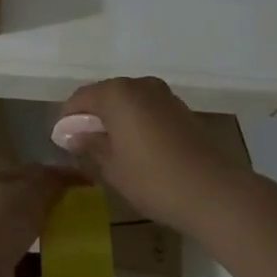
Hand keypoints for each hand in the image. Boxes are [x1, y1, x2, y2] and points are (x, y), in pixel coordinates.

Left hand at [0, 167, 75, 276]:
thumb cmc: (0, 222)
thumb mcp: (31, 190)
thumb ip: (54, 181)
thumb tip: (79, 176)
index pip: (27, 176)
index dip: (56, 178)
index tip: (86, 186)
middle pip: (27, 213)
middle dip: (54, 217)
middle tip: (86, 221)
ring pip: (28, 250)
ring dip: (52, 253)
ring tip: (83, 253)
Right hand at [58, 77, 249, 232]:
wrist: (213, 191)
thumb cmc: (153, 179)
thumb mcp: (112, 167)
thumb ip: (90, 145)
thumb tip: (72, 135)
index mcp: (116, 93)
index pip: (80, 98)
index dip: (68, 119)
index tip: (63, 141)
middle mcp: (139, 85)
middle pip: (105, 95)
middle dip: (92, 117)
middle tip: (85, 145)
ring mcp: (164, 95)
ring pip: (128, 101)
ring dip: (116, 119)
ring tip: (111, 148)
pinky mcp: (182, 109)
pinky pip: (148, 109)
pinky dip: (137, 122)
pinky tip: (137, 148)